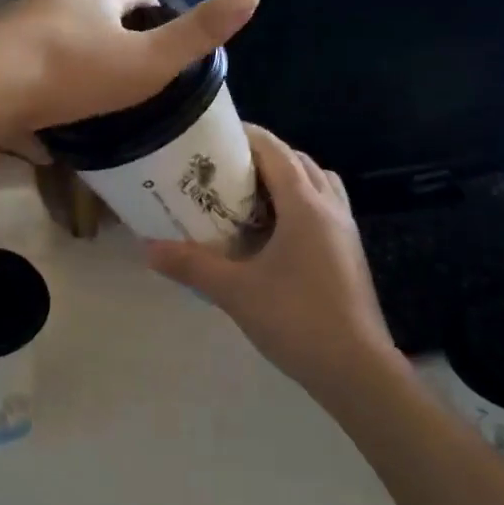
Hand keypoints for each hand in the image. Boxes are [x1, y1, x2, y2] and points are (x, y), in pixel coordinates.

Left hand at [0, 0, 259, 147]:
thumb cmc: (74, 75)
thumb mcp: (148, 62)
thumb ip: (197, 34)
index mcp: (93, 1)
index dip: (148, 5)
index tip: (158, 28)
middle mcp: (52, 3)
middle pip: (85, 9)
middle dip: (105, 31)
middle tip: (122, 68)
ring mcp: (14, 27)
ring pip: (50, 37)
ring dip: (68, 56)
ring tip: (82, 95)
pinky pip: (18, 66)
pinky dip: (34, 83)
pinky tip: (39, 119)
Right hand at [145, 125, 398, 392]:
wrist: (355, 368)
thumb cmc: (295, 319)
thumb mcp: (235, 291)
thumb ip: (191, 265)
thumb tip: (148, 249)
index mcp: (305, 206)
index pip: (276, 152)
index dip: (247, 136)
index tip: (215, 136)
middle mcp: (330, 208)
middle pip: (298, 162)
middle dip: (264, 156)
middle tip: (225, 168)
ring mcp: (345, 230)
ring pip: (317, 183)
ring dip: (287, 178)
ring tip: (251, 196)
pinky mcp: (349, 252)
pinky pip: (325, 208)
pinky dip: (301, 203)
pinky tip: (275, 232)